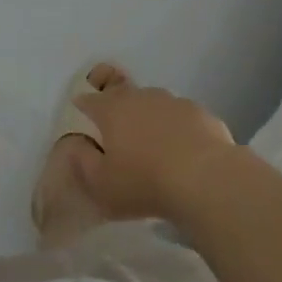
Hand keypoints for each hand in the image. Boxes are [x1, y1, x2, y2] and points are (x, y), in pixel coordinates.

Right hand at [72, 79, 236, 222]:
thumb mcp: (101, 185)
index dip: (83, 108)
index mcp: (111, 109)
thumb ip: (82, 161)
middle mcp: (139, 96)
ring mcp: (172, 101)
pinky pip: (181, 118)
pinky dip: (178, 130)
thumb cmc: (144, 183)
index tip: (83, 120)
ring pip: (154, 105)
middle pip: (122, 96)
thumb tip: (76, 144)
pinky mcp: (200, 112)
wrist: (205, 179)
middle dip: (117, 111)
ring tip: (155, 147)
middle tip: (120, 136)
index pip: (89, 101)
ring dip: (150, 119)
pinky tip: (185, 153)